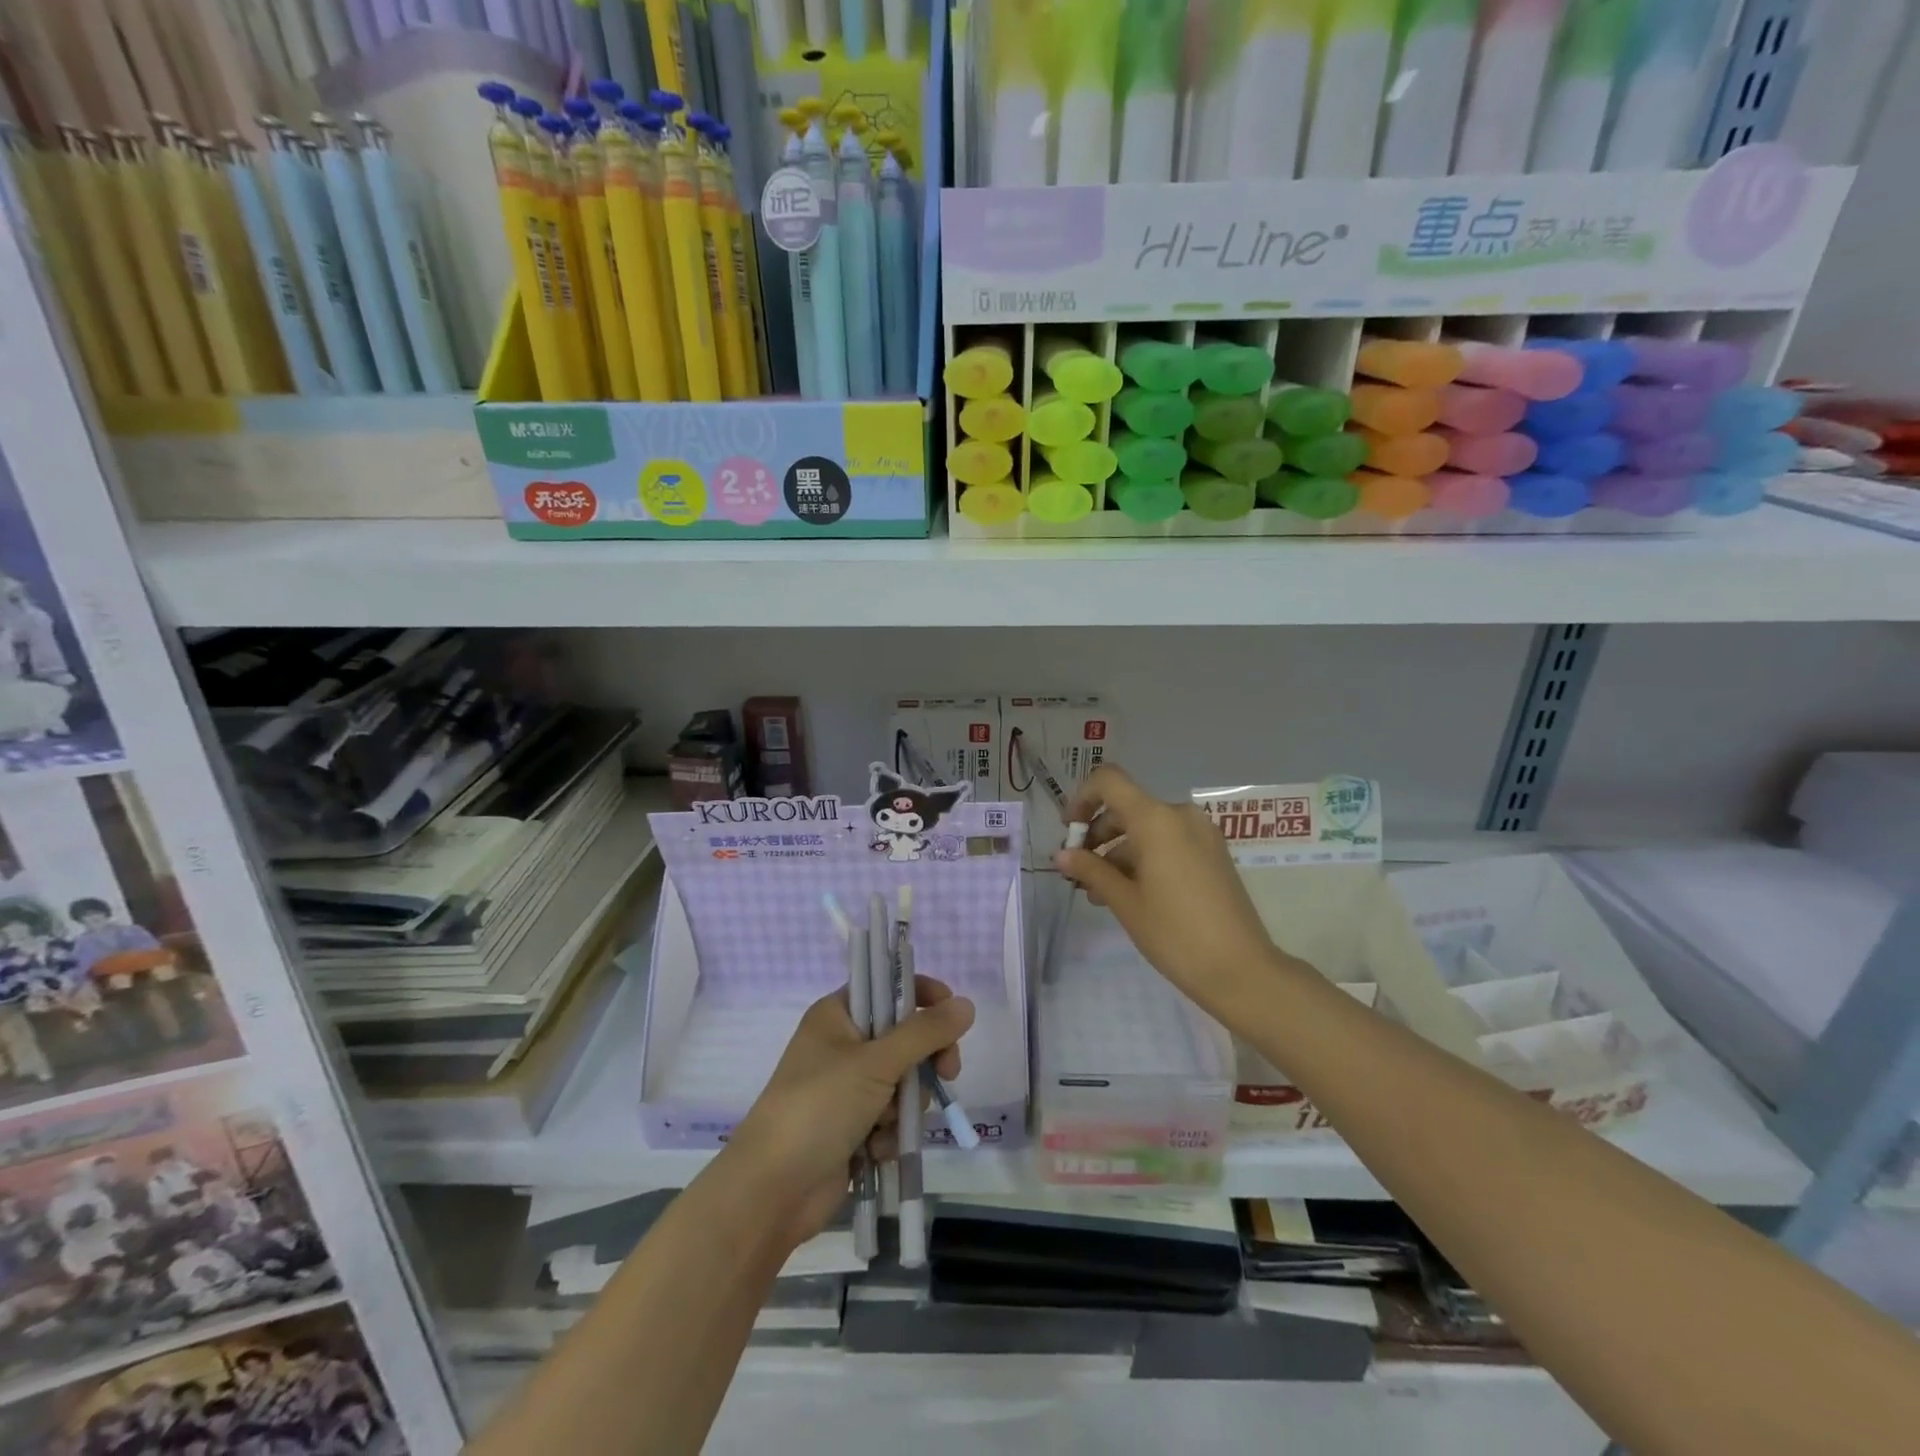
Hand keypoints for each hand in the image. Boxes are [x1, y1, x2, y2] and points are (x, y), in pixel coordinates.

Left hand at [725, 977, 973, 1248]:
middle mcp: (841, 1045)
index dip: (921, 995)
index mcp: (836, 1015)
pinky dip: (890, 1133)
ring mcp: (846, 1089)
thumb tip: (966, 1004)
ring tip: (887, 1124)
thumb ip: (925, 1033)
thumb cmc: (820, 1107)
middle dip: (925, 1060)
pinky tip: (877, 1149)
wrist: (773, 1190)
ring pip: (902, 1081)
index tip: (951, 1012)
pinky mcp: (851, 1127)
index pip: (886, 988)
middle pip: (903, 1037)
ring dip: (905, 1104)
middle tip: (948, 1072)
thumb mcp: (876, 1062)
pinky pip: (890, 1118)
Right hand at [1055, 764, 1280, 1017]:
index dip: (1082, 798)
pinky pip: (1168, 842)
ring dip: (1118, 851)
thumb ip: (1091, 870)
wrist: (1242, 971)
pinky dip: (1143, 858)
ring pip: (1146, 829)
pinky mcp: (1213, 854)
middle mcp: (1180, 815)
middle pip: (1126, 807)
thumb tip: (1062, 855)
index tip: (1068, 831)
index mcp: (1156, 819)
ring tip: (1098, 892)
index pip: (1109, 781)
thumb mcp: (1125, 902)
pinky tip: (1129, 893)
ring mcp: (1201, 834)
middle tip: (1077, 870)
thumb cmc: (1175, 933)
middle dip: (1097, 834)